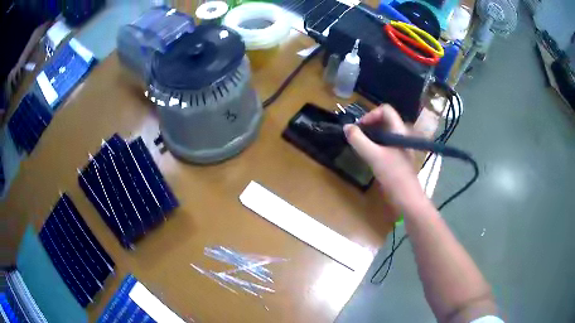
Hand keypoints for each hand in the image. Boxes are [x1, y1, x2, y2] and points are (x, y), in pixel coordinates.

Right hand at [343, 104, 426, 214]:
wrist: (407, 198)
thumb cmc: (394, 175)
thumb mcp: (374, 156)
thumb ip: (358, 140)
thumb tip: (346, 127)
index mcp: (399, 130)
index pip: (385, 110)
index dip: (371, 115)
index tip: (360, 128)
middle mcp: (401, 134)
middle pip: (383, 120)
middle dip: (368, 125)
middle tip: (356, 136)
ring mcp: (399, 146)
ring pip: (383, 133)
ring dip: (370, 136)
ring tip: (360, 146)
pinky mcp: (397, 157)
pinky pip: (384, 144)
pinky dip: (374, 145)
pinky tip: (368, 156)